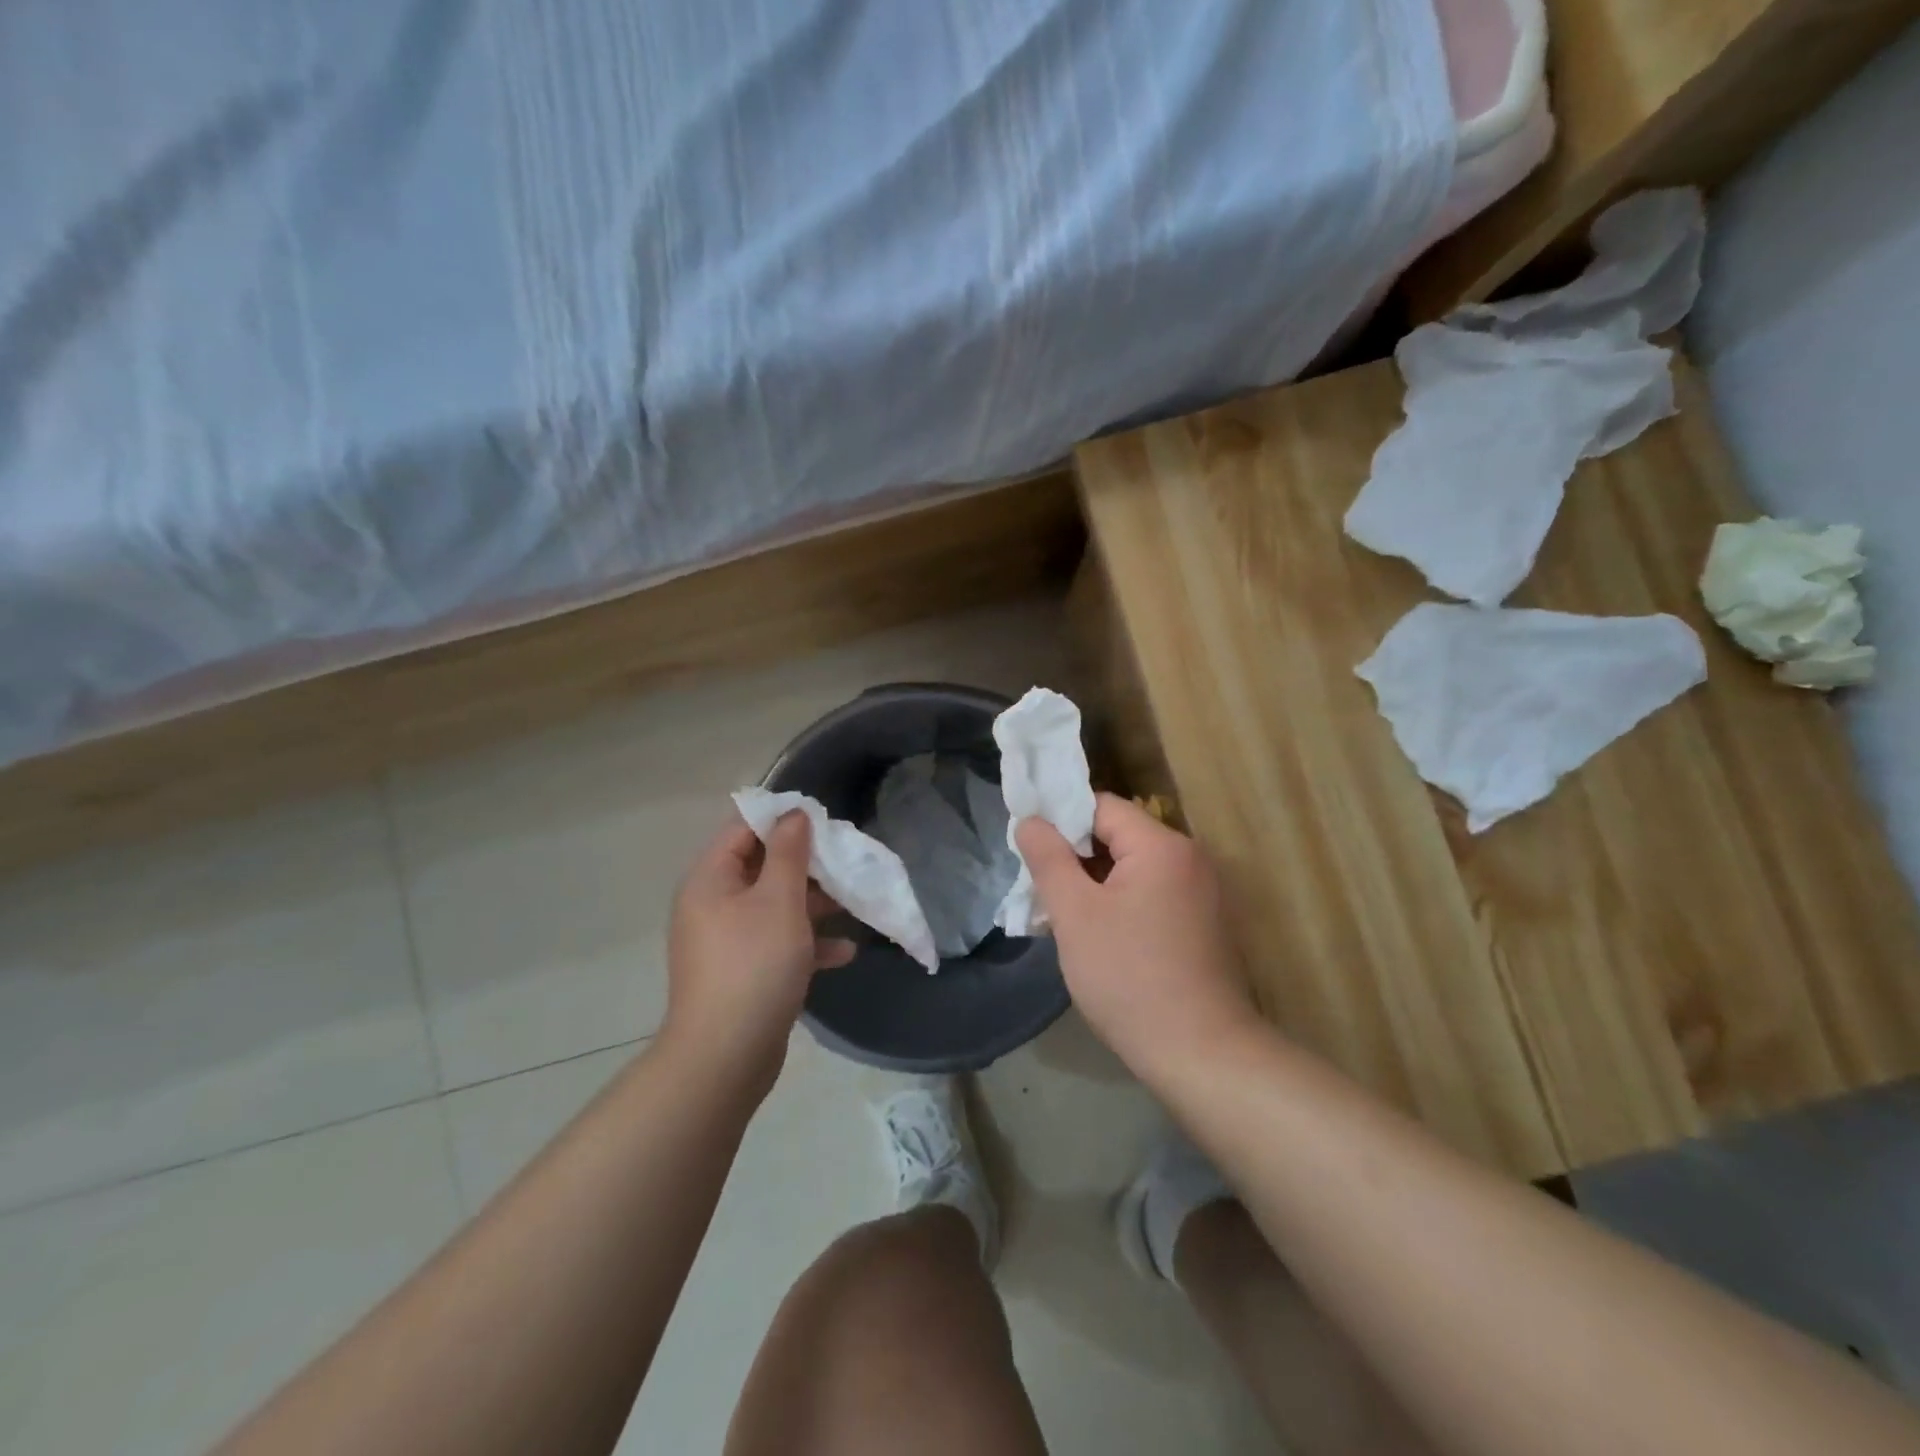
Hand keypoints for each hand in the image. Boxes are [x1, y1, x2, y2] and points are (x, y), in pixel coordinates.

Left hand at [663, 812, 854, 1092]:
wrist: (726, 1056)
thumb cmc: (754, 965)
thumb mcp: (779, 901)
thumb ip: (789, 854)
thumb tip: (793, 814)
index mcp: (710, 880)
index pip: (742, 829)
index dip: (781, 819)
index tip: (822, 820)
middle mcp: (713, 905)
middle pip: (762, 867)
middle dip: (806, 864)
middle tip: (845, 861)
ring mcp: (727, 941)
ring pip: (775, 906)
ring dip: (813, 904)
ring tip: (854, 902)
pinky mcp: (743, 972)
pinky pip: (777, 943)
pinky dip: (807, 943)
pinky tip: (844, 951)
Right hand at [1017, 794, 1260, 1083]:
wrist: (1201, 1054)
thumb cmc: (1129, 977)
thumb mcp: (1075, 915)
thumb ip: (1049, 859)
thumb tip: (1030, 821)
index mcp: (1162, 845)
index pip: (1100, 807)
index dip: (1060, 822)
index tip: (1030, 851)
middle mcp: (1190, 858)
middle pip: (1119, 836)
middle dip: (1075, 857)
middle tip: (1040, 887)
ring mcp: (1203, 892)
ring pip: (1134, 869)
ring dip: (1096, 884)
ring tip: (1062, 914)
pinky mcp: (1205, 923)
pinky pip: (1153, 894)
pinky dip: (1122, 903)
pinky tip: (1099, 935)